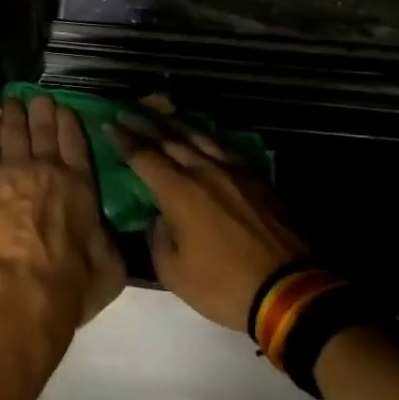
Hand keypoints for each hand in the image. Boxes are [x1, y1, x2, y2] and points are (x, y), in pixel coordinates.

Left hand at [0, 96, 126, 342]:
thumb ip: (108, 242)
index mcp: (81, 185)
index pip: (76, 143)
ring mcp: (12, 171)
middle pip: (44, 130)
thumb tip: (105, 234)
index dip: (69, 123)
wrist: (20, 294)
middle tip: (39, 96)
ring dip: (16, 113)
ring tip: (13, 99)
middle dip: (42, 109)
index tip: (65, 108)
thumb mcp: (110, 268)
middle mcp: (48, 169)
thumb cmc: (70, 286)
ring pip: (15, 132)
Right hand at [113, 114, 307, 332]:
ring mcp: (234, 171)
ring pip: (199, 137)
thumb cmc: (224, 285)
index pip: (144, 157)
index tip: (110, 125)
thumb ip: (157, 239)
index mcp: (179, 192)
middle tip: (128, 110)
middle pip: (169, 139)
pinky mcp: (257, 178)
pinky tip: (203, 134)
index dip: (124, 140)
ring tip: (161, 112)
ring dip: (176, 123)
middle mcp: (204, 171)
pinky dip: (206, 135)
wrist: (288, 289)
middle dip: (145, 123)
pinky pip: (225, 146)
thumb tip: (159, 218)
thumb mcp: (174, 273)